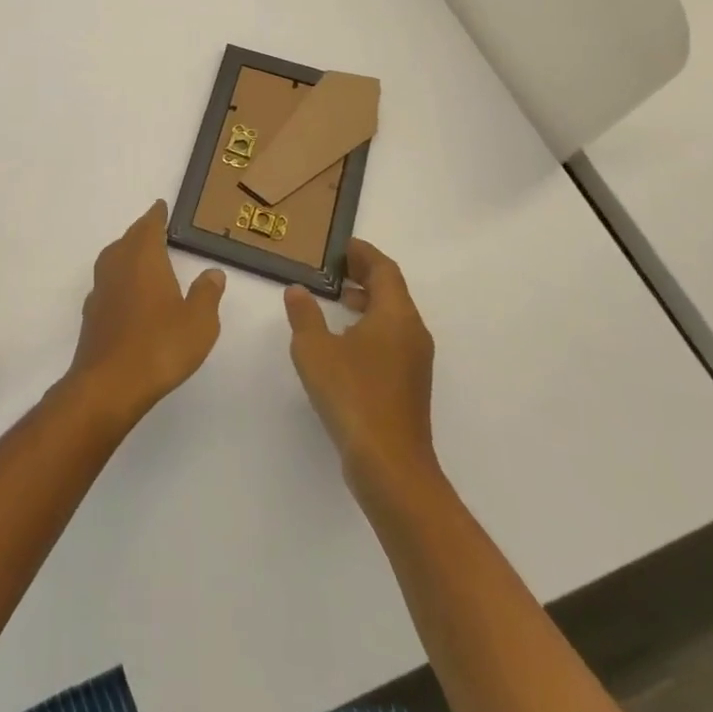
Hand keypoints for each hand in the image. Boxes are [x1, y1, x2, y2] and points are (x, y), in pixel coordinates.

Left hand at [65, 201, 225, 425]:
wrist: (109, 384)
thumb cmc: (160, 345)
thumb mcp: (199, 322)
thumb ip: (207, 294)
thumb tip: (213, 272)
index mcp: (144, 257)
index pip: (149, 226)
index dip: (157, 215)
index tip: (161, 206)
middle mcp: (118, 265)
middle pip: (128, 239)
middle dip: (142, 232)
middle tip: (156, 229)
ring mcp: (101, 289)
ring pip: (113, 259)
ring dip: (127, 254)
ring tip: (143, 259)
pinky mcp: (91, 314)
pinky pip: (107, 284)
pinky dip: (119, 280)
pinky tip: (128, 295)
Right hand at [285, 241, 436, 487]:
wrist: (390, 464)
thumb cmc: (352, 395)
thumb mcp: (314, 349)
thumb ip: (304, 315)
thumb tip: (298, 291)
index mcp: (396, 315)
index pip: (385, 269)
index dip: (363, 253)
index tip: (340, 246)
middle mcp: (412, 331)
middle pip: (393, 290)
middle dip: (366, 274)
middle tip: (335, 268)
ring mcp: (415, 360)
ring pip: (394, 316)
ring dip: (369, 301)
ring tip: (338, 298)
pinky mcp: (409, 384)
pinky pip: (392, 338)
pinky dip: (371, 326)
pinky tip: (346, 341)